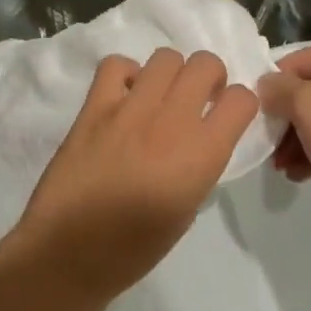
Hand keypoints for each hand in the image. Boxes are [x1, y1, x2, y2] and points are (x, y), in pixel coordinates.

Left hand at [6, 48, 258, 302]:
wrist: (69, 253)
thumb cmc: (134, 248)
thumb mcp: (188, 208)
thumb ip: (200, 164)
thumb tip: (199, 137)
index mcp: (202, 155)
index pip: (241, 100)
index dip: (238, 104)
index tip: (226, 115)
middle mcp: (172, 122)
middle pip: (205, 63)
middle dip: (209, 77)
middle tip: (197, 99)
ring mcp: (130, 110)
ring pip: (165, 57)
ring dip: (170, 73)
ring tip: (159, 96)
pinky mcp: (94, 107)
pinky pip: (116, 65)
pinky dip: (125, 73)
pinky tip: (124, 96)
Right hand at [257, 43, 310, 215]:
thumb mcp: (306, 107)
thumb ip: (279, 90)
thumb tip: (267, 84)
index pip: (296, 61)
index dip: (272, 87)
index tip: (257, 116)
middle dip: (287, 121)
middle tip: (269, 149)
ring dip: (301, 139)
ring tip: (283, 168)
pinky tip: (304, 174)